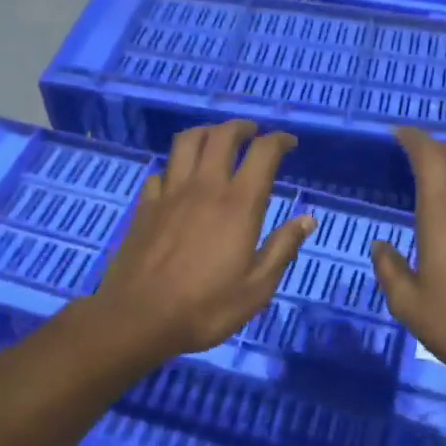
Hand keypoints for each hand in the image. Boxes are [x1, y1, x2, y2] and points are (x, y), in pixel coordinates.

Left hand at [92, 120, 314, 361]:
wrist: (138, 318)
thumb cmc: (205, 308)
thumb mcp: (257, 288)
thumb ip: (283, 248)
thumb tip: (307, 219)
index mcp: (238, 204)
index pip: (263, 153)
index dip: (279, 140)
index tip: (289, 143)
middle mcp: (205, 187)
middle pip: (222, 136)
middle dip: (241, 127)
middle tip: (252, 133)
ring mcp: (170, 193)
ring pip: (187, 142)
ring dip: (206, 133)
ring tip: (216, 139)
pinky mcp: (145, 206)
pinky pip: (161, 172)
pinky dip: (174, 168)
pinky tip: (178, 180)